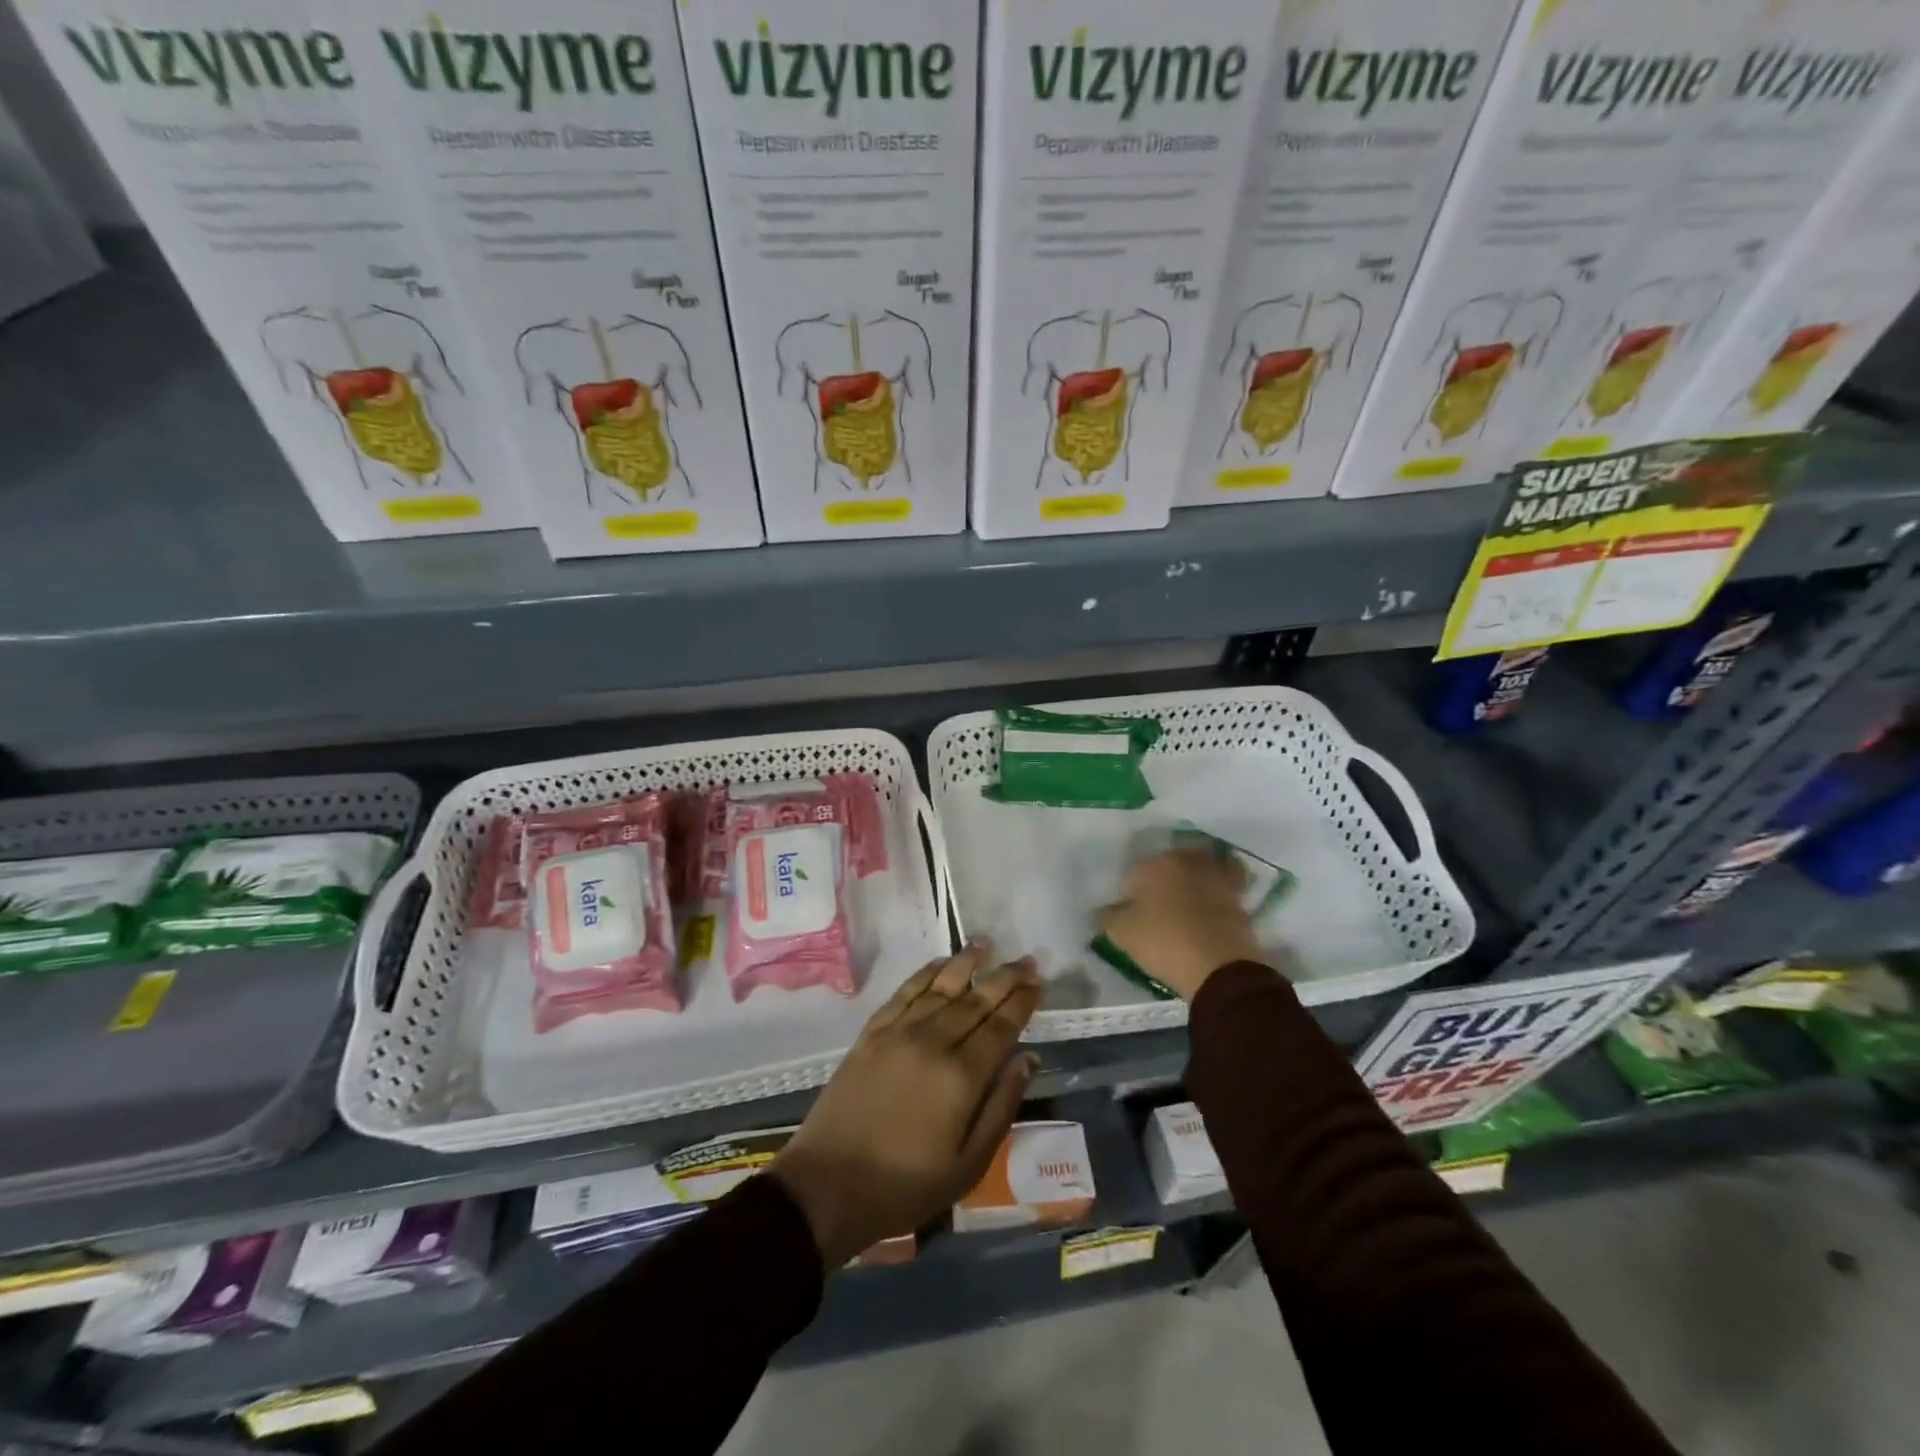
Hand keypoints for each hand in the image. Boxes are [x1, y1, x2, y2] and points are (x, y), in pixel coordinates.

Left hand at [770, 943, 1043, 1267]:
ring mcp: (899, 1032)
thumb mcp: (967, 1164)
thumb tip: (1027, 1059)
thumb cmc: (905, 1185)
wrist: (828, 1185)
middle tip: (1026, 959)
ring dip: (967, 963)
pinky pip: (905, 992)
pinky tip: (940, 964)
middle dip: (1005, 977)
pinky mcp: (872, 1032)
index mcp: (962, 1076)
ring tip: (987, 943)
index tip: (1039, 981)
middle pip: (977, 1000)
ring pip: (941, 986)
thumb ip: (1001, 1107)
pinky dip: (925, 973)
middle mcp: (934, 1042)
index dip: (1023, 1001)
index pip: (1002, 1026)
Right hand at [1098, 845, 1266, 1001]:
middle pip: (1169, 863)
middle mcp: (1188, 860)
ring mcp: (1217, 876)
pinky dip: (1216, 889)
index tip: (1127, 912)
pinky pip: (1224, 884)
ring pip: (1199, 867)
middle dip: (1160, 878)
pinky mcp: (1240, 896)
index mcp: (1157, 863)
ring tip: (1184, 901)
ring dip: (1192, 878)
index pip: (1134, 871)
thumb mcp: (1122, 933)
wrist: (1220, 968)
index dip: (1128, 892)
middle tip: (1154, 903)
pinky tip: (1209, 905)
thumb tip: (1102, 910)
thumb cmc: (1164, 942)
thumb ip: (1107, 917)